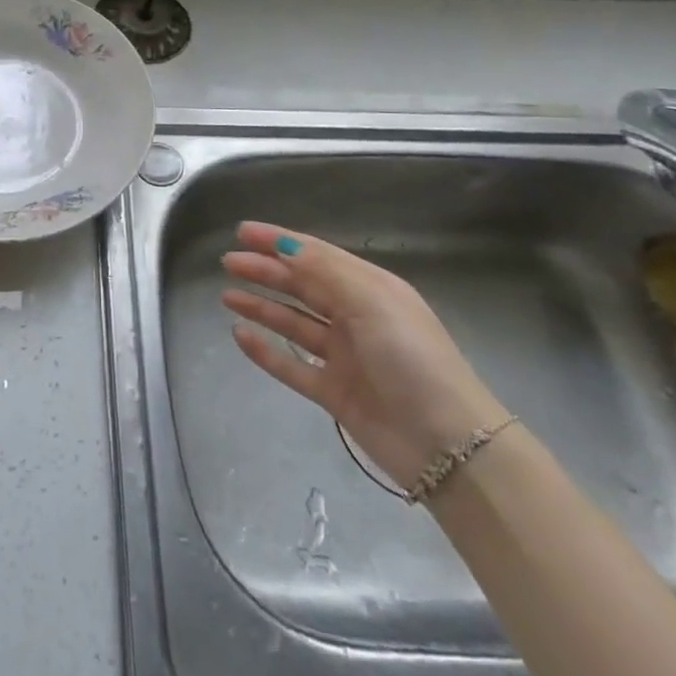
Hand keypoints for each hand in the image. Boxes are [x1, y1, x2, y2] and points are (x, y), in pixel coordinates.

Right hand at [221, 221, 509, 492]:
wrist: (448, 444)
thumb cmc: (411, 357)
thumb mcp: (370, 301)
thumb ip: (324, 271)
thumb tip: (285, 244)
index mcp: (369, 289)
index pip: (317, 255)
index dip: (279, 241)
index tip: (243, 232)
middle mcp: (355, 317)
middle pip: (302, 286)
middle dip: (265, 270)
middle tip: (228, 262)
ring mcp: (344, 356)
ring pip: (293, 323)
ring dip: (262, 306)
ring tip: (227, 295)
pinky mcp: (334, 392)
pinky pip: (291, 365)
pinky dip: (266, 350)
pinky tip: (240, 335)